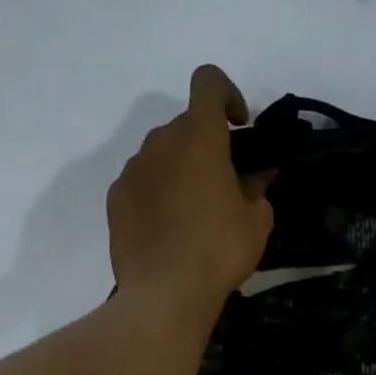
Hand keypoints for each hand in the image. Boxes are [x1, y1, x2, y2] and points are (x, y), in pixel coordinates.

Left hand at [107, 65, 274, 309]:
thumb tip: (261, 173)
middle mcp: (160, 142)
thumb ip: (258, 186)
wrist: (164, 293)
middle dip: (205, 143)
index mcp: (198, 137)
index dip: (227, 94)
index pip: (208, 81)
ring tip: (193, 210)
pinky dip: (156, 191)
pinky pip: (141, 181)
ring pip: (160, 153)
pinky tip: (167, 228)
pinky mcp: (114, 198)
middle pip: (185, 124)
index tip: (239, 126)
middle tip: (223, 181)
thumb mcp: (256, 219)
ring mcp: (132, 170)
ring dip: (179, 168)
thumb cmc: (219, 250)